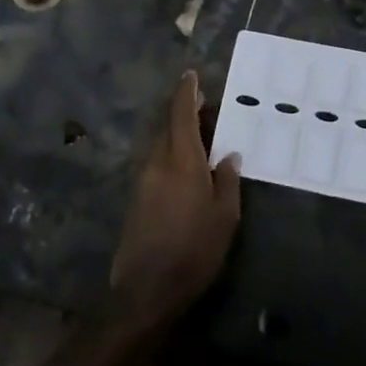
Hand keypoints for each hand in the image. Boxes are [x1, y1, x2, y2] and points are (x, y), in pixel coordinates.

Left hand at [109, 72, 241, 329]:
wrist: (147, 290)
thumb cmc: (194, 250)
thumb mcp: (224, 217)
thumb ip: (227, 180)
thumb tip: (228, 155)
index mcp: (182, 160)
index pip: (181, 114)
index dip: (186, 92)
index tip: (192, 75)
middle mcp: (158, 162)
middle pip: (169, 126)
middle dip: (185, 112)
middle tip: (206, 106)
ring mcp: (143, 180)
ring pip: (161, 144)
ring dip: (178, 134)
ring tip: (202, 136)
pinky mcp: (137, 198)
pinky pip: (156, 162)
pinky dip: (172, 153)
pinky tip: (187, 167)